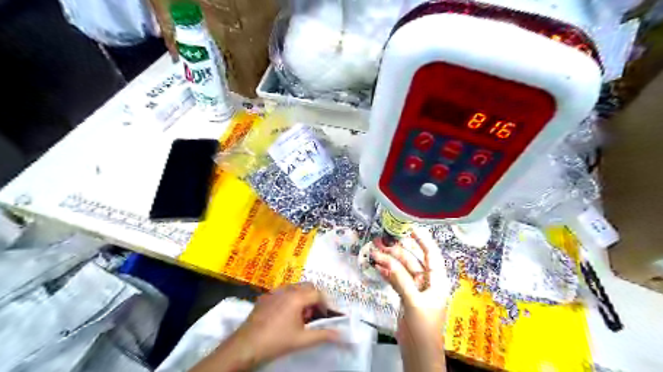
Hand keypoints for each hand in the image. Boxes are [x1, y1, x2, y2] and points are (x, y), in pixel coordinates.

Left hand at [190, 283, 336, 370]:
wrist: (246, 345)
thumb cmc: (276, 341)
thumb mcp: (302, 340)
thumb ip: (323, 334)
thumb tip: (341, 334)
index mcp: (297, 297)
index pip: (318, 294)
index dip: (325, 304)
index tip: (326, 317)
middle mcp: (287, 289)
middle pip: (308, 286)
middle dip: (314, 298)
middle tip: (314, 315)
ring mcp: (274, 291)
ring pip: (295, 287)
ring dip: (302, 297)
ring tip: (301, 316)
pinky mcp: (265, 296)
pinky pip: (282, 292)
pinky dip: (290, 298)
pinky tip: (285, 315)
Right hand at [371, 235, 452, 371]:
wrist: (418, 352)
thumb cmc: (424, 327)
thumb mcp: (414, 302)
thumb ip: (401, 280)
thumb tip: (387, 261)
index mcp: (436, 280)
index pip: (431, 254)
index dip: (422, 239)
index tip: (410, 227)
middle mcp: (426, 281)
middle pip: (412, 260)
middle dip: (397, 251)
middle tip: (380, 242)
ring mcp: (415, 288)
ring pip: (401, 269)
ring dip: (388, 261)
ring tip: (374, 253)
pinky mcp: (405, 295)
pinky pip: (395, 279)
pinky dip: (387, 273)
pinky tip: (377, 267)